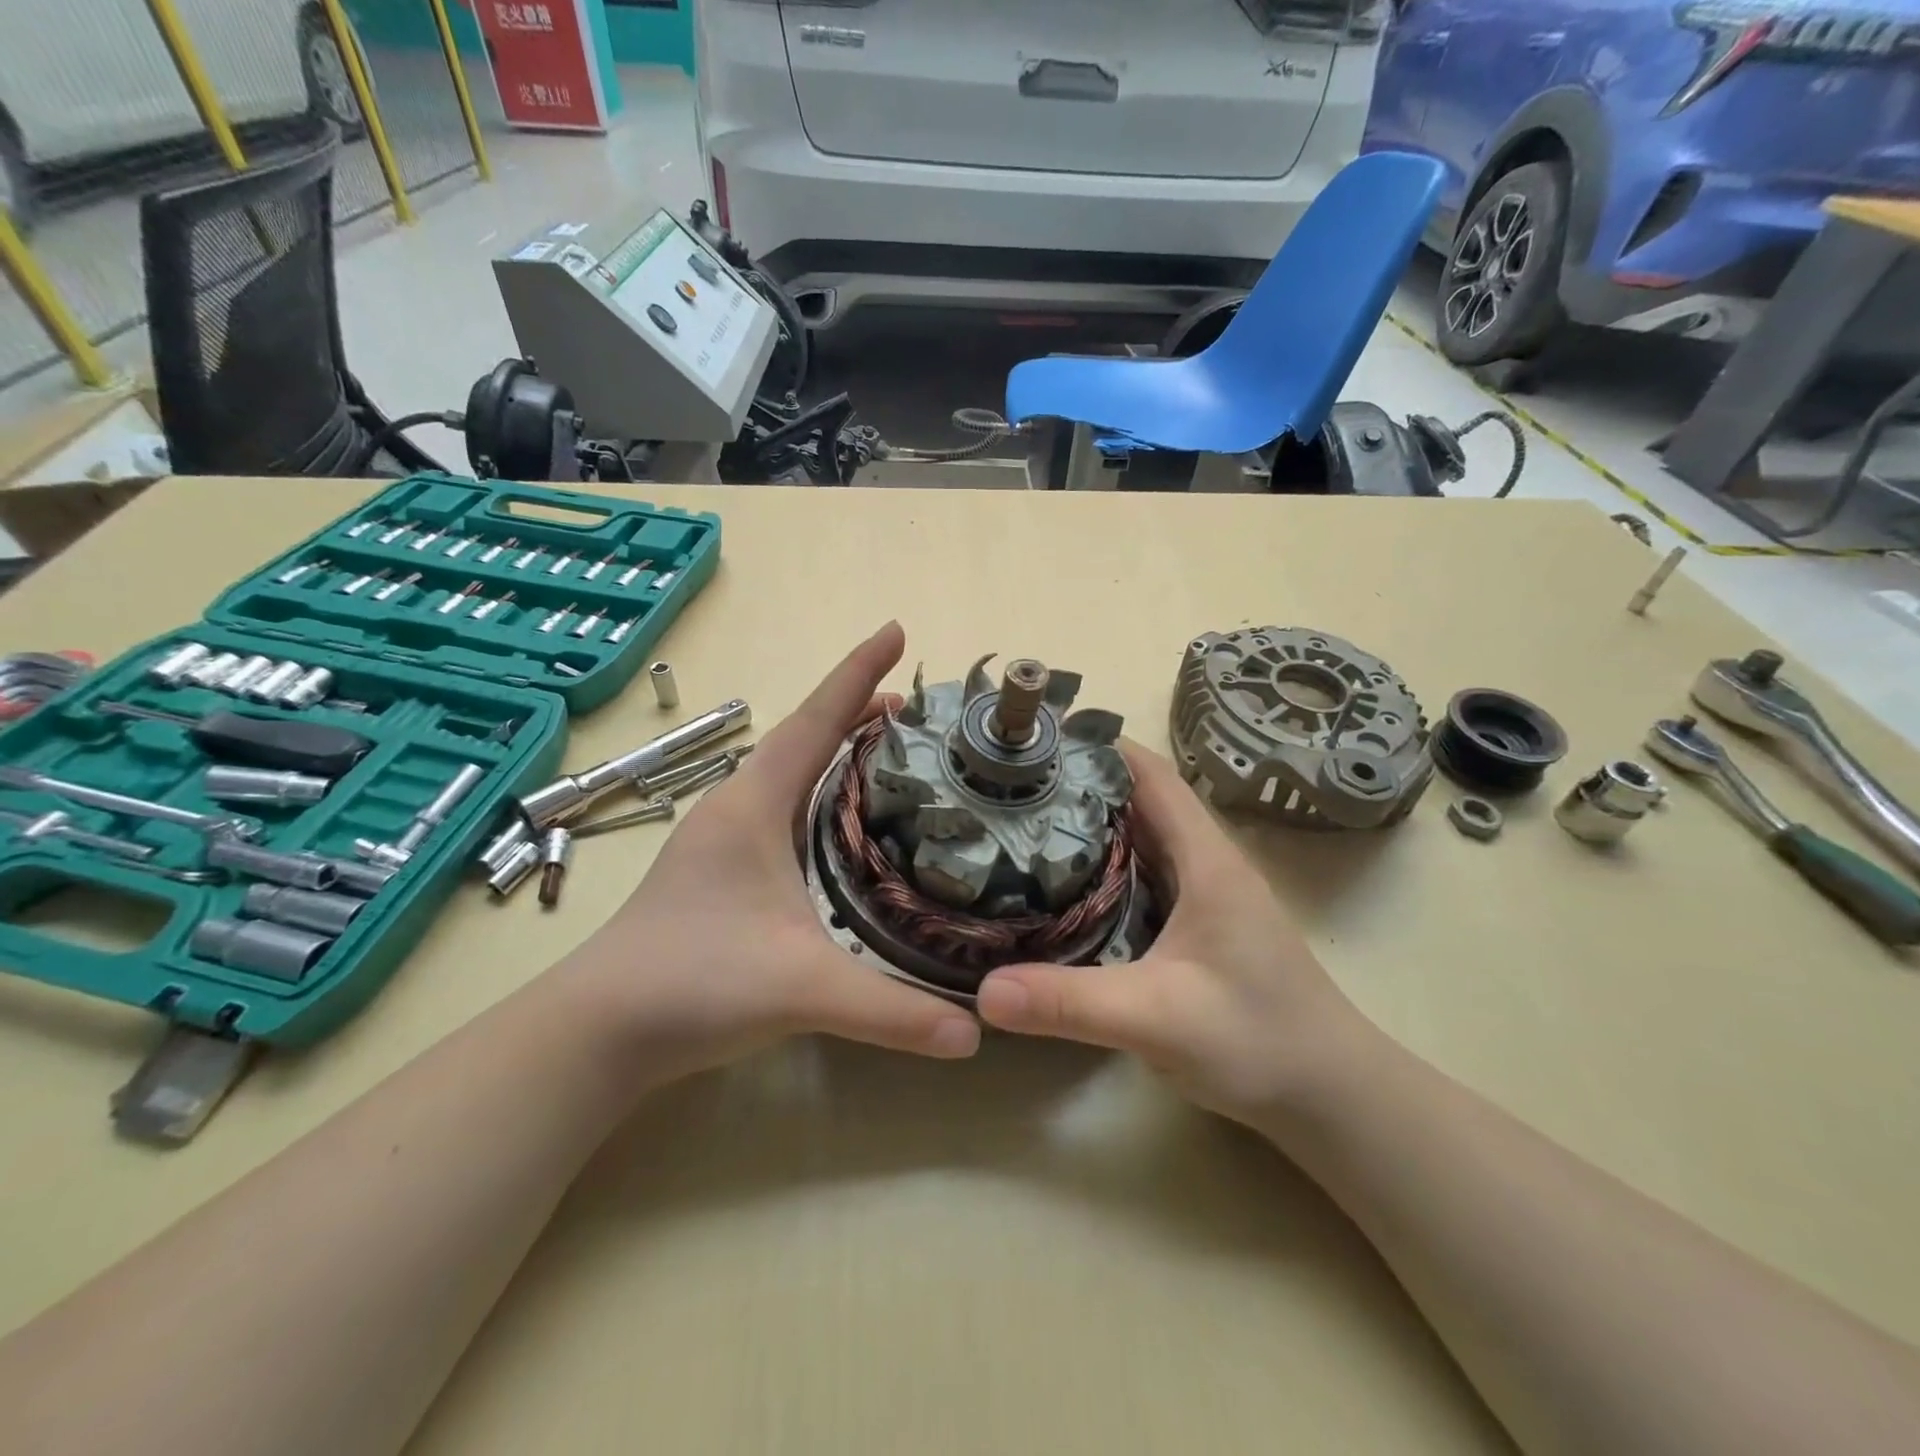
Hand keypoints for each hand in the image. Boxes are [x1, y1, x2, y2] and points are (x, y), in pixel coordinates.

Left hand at [556, 622, 980, 1086]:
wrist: (598, 1029)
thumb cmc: (692, 982)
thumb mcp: (801, 988)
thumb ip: (891, 1011)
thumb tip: (975, 1032)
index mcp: (754, 804)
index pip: (816, 721)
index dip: (858, 673)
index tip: (895, 630)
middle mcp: (739, 807)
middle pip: (806, 738)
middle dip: (858, 712)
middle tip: (918, 709)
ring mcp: (726, 838)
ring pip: (792, 774)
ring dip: (838, 752)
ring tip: (891, 751)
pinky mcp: (724, 869)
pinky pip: (784, 807)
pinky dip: (821, 794)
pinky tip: (842, 823)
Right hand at [975, 743, 1365, 1130]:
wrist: (1332, 1096)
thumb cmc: (1258, 1041)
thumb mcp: (1156, 1019)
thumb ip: (1071, 1002)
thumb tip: (983, 991)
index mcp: (1206, 858)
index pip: (1151, 774)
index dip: (1098, 746)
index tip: (1035, 739)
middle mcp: (1206, 862)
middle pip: (1139, 798)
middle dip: (1079, 782)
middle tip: (1009, 782)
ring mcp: (1205, 893)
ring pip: (1140, 836)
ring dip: (1089, 823)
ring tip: (1022, 821)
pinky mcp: (1198, 924)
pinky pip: (1142, 874)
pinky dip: (1102, 864)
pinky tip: (1063, 883)